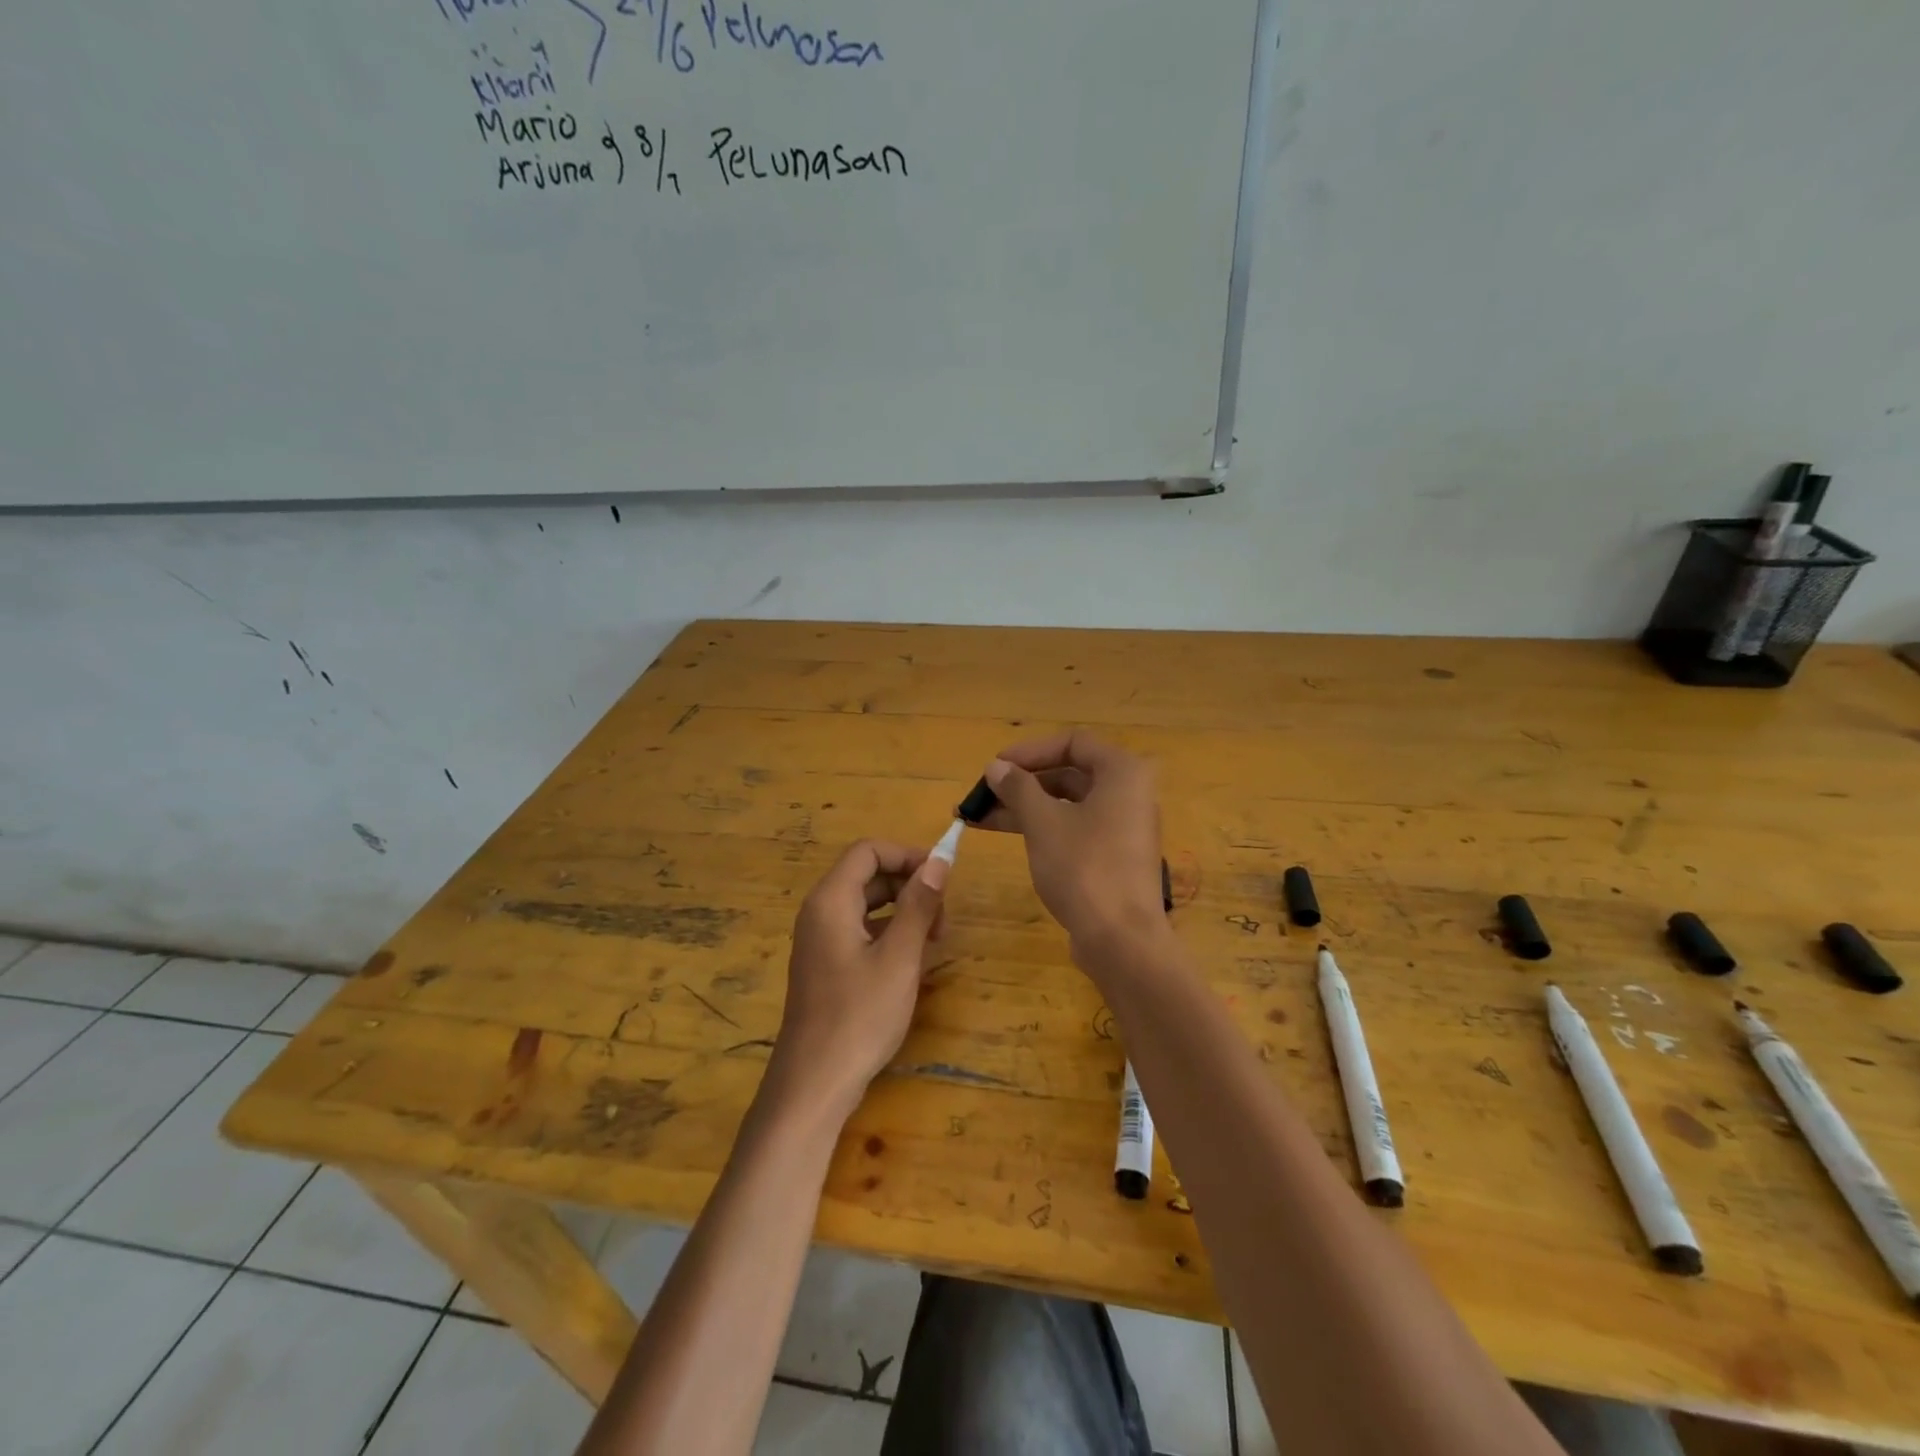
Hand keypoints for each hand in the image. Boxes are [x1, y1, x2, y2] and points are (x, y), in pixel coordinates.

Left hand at [768, 839, 947, 1120]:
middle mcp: (820, 911)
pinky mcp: (826, 964)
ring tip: (935, 940)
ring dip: (903, 911)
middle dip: (909, 885)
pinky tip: (913, 960)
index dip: (907, 855)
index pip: (868, 851)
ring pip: (867, 904)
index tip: (942, 877)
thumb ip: (919, 904)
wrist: (814, 1082)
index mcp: (831, 900)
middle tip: (943, 918)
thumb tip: (939, 861)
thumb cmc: (860, 1015)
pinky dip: (889, 933)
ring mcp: (820, 939)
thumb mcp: (900, 957)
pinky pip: (860, 930)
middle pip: (867, 875)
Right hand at [973, 730, 1165, 960]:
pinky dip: (1043, 828)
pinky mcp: (1114, 857)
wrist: (1121, 941)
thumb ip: (1018, 788)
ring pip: (1067, 805)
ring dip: (1025, 807)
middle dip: (1022, 783)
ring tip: (978, 818)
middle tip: (982, 794)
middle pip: (1069, 774)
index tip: (995, 767)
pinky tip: (1009, 836)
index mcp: (1122, 773)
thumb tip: (996, 767)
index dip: (1029, 751)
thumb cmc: (1084, 868)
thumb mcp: (1043, 822)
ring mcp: (1123, 828)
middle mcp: (1129, 794)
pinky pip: (1074, 829)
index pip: (1072, 742)